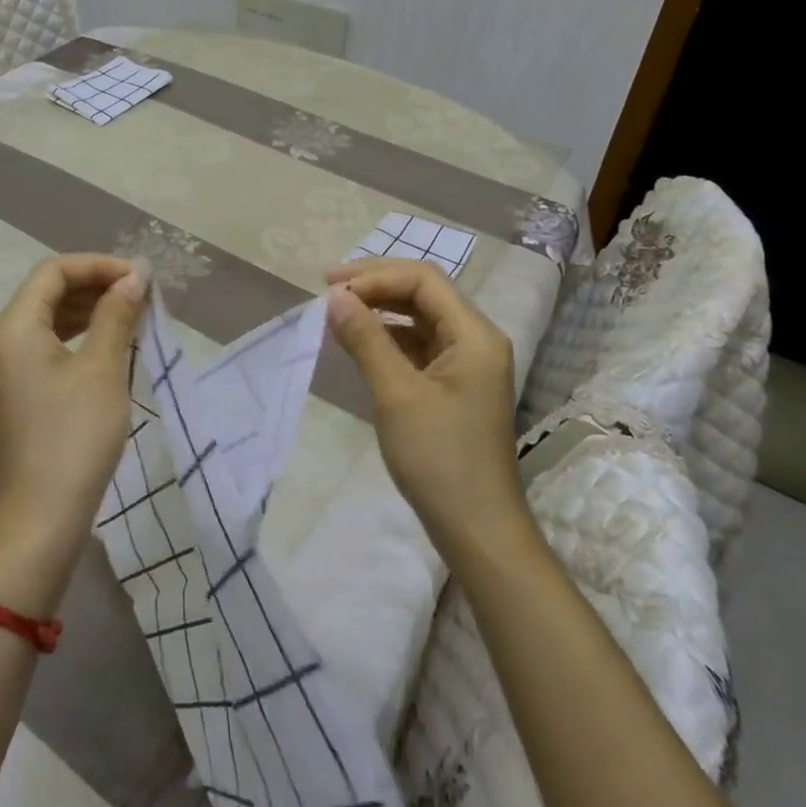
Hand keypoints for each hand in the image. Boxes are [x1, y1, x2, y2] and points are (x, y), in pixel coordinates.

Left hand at [0, 255, 146, 573]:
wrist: (43, 517)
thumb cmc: (75, 435)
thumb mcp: (103, 368)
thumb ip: (116, 314)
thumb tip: (134, 277)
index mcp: (13, 327)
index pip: (54, 272)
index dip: (98, 265)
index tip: (138, 277)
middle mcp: (0, 340)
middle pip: (47, 291)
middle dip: (94, 284)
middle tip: (139, 293)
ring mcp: (4, 368)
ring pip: (47, 318)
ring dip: (87, 309)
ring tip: (130, 313)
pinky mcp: (15, 391)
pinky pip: (45, 345)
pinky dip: (76, 335)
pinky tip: (107, 342)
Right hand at [324, 258, 525, 557]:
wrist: (477, 530)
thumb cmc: (439, 458)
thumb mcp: (396, 393)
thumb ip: (365, 338)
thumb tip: (335, 296)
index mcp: (474, 334)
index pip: (422, 279)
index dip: (374, 275)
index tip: (330, 287)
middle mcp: (475, 339)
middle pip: (423, 292)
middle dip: (375, 285)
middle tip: (328, 290)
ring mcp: (466, 363)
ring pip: (419, 317)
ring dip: (379, 309)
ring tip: (337, 313)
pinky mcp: (454, 385)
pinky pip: (418, 344)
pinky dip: (388, 337)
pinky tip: (359, 343)